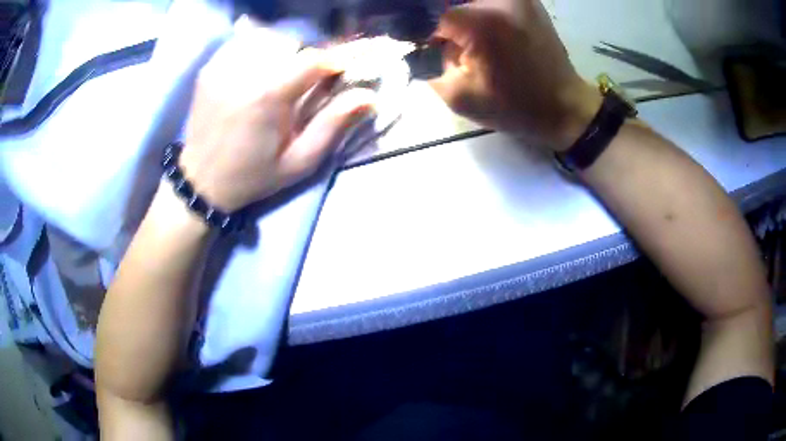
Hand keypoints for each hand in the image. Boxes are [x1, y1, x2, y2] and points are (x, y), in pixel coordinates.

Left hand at [181, 19, 375, 212]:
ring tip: (278, 75)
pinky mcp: (210, 67)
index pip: (312, 59)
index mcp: (267, 96)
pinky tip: (256, 70)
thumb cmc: (252, 176)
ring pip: (267, 37)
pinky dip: (257, 49)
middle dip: (304, 57)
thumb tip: (370, 96)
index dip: (332, 62)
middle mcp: (243, 72)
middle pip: (290, 43)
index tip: (339, 72)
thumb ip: (333, 124)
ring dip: (281, 51)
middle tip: (303, 81)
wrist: (201, 180)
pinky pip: (243, 42)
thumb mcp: (299, 161)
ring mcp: (222, 66)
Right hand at [429, 1, 602, 150]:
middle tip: (444, 45)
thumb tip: (417, 44)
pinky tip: (482, 33)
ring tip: (467, 43)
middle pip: (447, 1)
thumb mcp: (458, 95)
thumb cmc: (514, 107)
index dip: (419, 30)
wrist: (565, 107)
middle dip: (439, 20)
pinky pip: (486, 0)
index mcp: (482, 21)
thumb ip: (425, 66)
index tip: (421, 47)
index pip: (429, 12)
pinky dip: (474, 9)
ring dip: (456, 13)